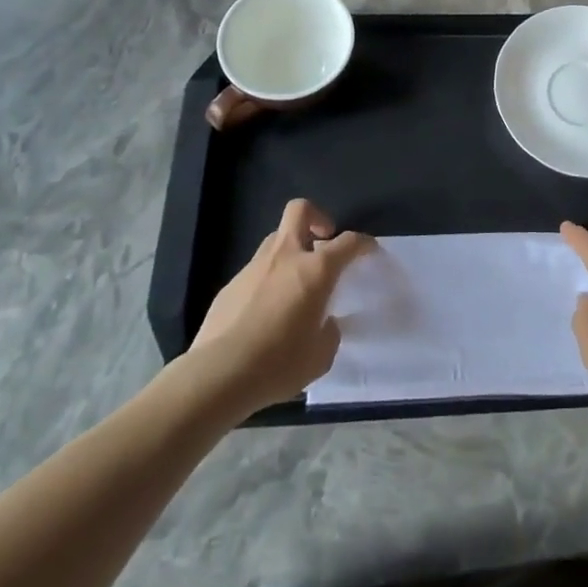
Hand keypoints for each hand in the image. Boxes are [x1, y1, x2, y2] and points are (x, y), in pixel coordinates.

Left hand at [189, 199, 372, 413]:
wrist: (218, 375)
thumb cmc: (279, 363)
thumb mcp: (320, 357)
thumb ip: (329, 333)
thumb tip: (325, 323)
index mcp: (315, 270)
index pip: (348, 242)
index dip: (363, 243)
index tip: (369, 250)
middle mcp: (285, 257)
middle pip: (300, 211)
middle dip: (316, 217)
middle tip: (323, 240)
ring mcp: (254, 267)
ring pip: (275, 240)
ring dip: (289, 251)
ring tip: (293, 283)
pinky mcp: (230, 286)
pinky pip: (255, 271)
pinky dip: (266, 280)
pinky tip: (264, 312)